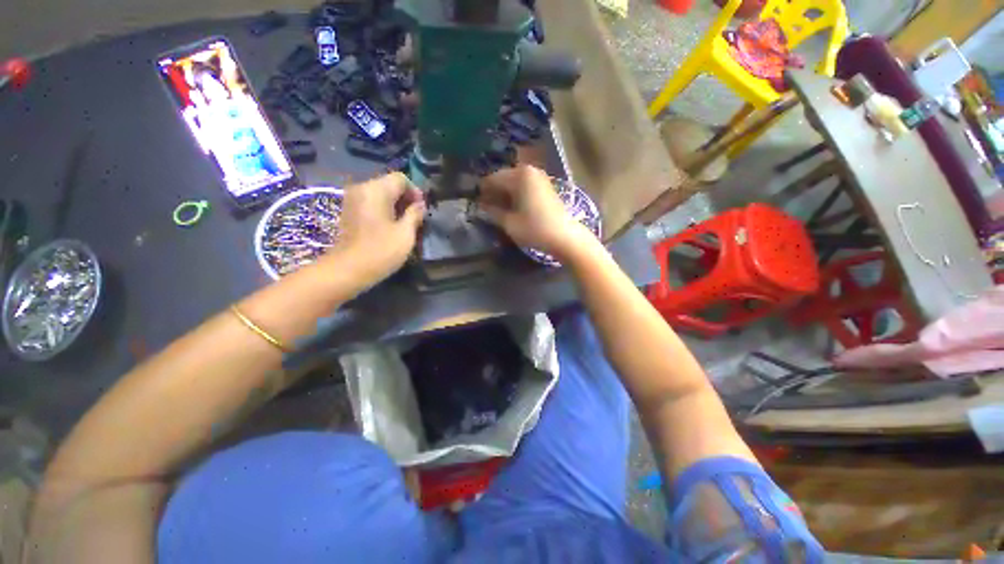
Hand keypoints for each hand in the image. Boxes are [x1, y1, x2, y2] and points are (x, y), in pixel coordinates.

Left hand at [325, 172, 425, 285]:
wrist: (347, 270)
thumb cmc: (380, 251)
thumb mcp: (405, 234)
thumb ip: (415, 214)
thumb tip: (420, 205)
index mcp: (376, 190)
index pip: (400, 178)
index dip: (415, 191)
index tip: (422, 209)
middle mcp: (361, 189)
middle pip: (389, 184)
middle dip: (406, 198)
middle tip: (417, 217)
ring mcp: (352, 200)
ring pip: (380, 194)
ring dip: (396, 205)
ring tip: (406, 223)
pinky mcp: (349, 211)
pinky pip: (371, 202)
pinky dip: (384, 209)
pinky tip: (391, 226)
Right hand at [478, 166, 591, 259]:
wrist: (565, 237)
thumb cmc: (535, 229)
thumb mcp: (510, 223)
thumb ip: (493, 213)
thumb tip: (481, 207)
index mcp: (519, 176)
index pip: (493, 179)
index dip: (482, 190)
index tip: (475, 201)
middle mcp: (530, 171)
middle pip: (505, 178)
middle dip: (494, 191)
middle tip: (485, 206)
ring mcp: (540, 178)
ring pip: (515, 182)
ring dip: (505, 193)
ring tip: (498, 208)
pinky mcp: (547, 187)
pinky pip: (526, 186)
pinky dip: (517, 194)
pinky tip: (513, 206)